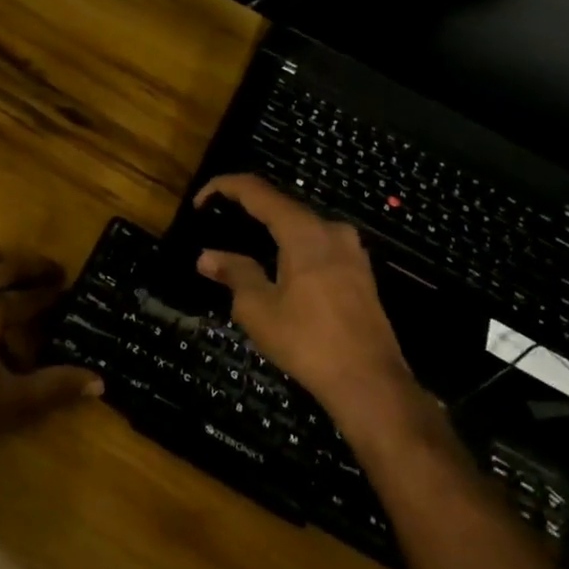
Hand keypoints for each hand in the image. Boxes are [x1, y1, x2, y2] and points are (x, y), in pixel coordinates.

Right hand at [194, 175, 414, 423]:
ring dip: (270, 231)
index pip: (257, 191)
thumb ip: (234, 273)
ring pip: (301, 226)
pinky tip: (275, 268)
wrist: (370, 382)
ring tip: (241, 246)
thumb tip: (207, 256)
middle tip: (216, 224)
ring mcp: (351, 250)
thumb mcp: (258, 308)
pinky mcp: (360, 271)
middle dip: (246, 210)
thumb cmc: (308, 341)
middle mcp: (331, 229)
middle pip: (281, 206)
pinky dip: (291, 247)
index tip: (198, 202)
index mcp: (303, 231)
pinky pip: (317, 245)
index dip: (224, 187)